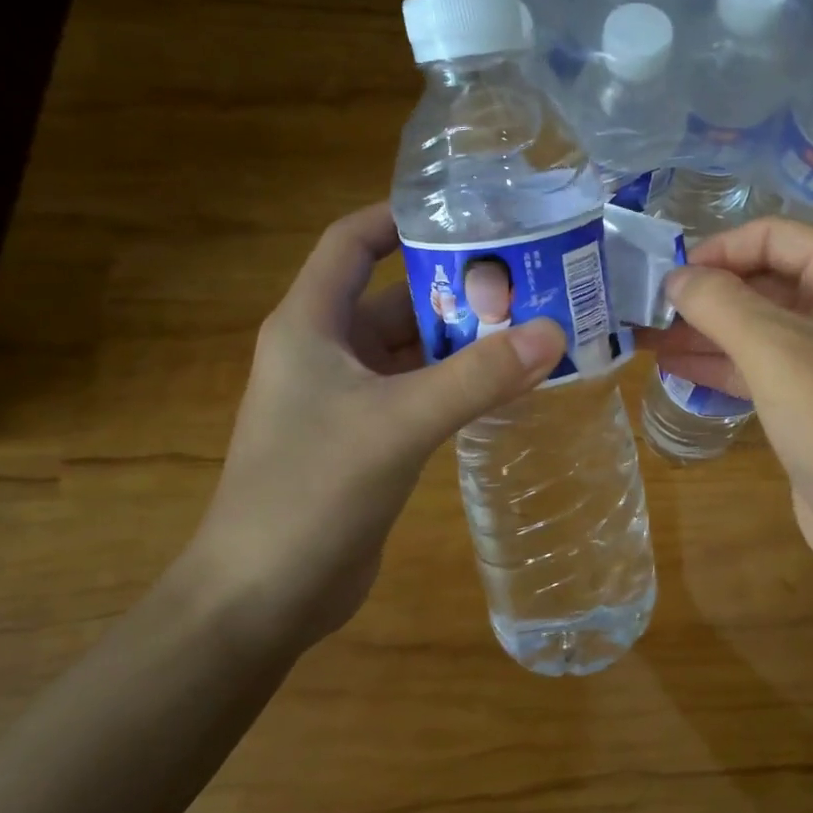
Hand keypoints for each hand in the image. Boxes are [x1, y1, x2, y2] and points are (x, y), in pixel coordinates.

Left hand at [182, 203, 564, 645]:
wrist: (261, 597)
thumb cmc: (311, 491)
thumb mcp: (398, 423)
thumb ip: (476, 378)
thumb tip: (551, 332)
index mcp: (311, 324)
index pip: (350, 243)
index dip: (400, 218)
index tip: (467, 214)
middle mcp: (326, 352)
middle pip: (395, 298)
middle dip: (457, 288)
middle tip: (529, 279)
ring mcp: (346, 399)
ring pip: (413, 351)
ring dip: (465, 341)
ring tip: (534, 327)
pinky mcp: (367, 439)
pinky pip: (420, 393)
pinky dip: (460, 385)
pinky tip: (509, 385)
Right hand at [646, 218, 812, 595]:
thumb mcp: (774, 351)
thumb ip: (719, 303)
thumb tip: (676, 277)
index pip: (774, 235)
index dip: (718, 250)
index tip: (666, 277)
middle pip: (764, 278)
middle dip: (706, 294)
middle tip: (645, 308)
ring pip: (758, 324)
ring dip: (704, 330)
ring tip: (645, 337)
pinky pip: (761, 363)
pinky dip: (720, 362)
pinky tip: (673, 367)